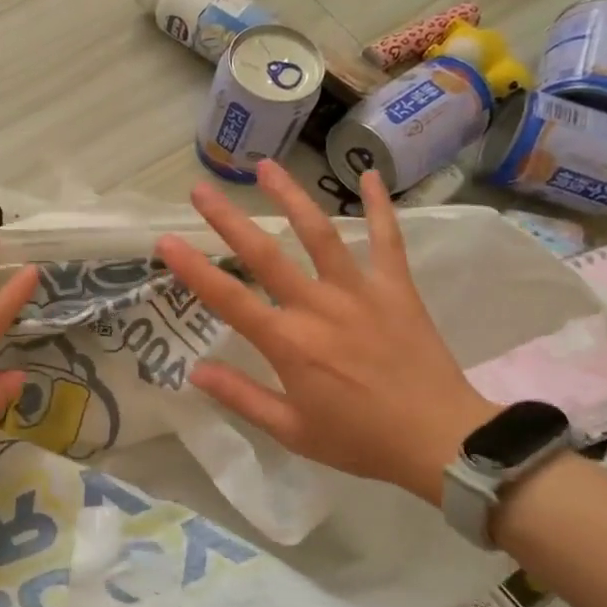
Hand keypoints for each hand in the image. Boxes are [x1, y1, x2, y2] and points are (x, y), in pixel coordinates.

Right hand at [155, 161, 495, 504]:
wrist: (440, 440)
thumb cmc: (360, 440)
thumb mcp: (292, 431)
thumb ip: (241, 397)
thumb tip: (195, 371)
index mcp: (288, 343)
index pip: (228, 299)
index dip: (193, 269)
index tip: (165, 241)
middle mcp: (318, 307)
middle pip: (265, 254)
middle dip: (228, 220)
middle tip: (200, 190)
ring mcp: (359, 292)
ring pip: (320, 233)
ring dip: (290, 197)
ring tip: (266, 167)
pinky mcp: (396, 289)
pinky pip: (388, 239)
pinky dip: (380, 206)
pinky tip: (369, 174)